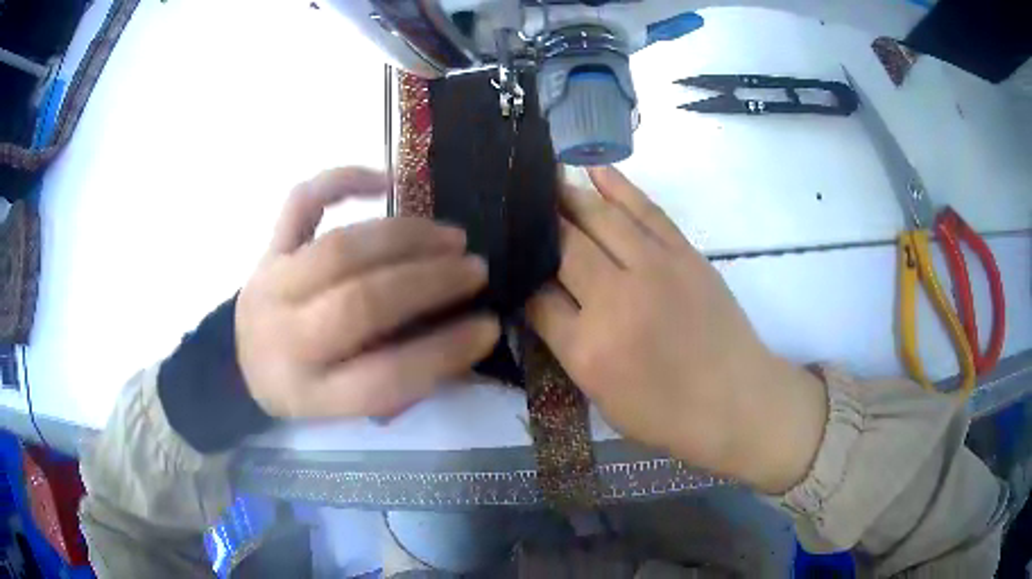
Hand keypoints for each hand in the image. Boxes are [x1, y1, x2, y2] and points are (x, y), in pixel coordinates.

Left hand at [236, 167, 499, 419]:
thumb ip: (402, 380)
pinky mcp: (268, 247)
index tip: (489, 326)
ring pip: (340, 249)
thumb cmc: (305, 387)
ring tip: (451, 237)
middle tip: (476, 269)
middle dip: (430, 282)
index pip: (384, 377)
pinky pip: (303, 202)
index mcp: (309, 392)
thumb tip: (464, 338)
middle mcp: (285, 338)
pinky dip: (344, 180)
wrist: (241, 362)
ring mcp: (271, 284)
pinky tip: (387, 181)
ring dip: (405, 238)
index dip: (444, 352)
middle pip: (360, 305)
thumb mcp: (347, 407)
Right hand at [527, 166, 826, 492]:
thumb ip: (568, 347)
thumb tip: (542, 300)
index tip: (511, 259)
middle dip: (537, 223)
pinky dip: (618, 186)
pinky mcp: (684, 254)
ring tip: (545, 180)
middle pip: (563, 246)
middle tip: (518, 204)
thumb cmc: (668, 414)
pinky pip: (645, 210)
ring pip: (600, 218)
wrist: (737, 400)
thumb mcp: (603, 398)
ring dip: (568, 195)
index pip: (537, 298)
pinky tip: (595, 169)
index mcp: (588, 349)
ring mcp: (654, 269)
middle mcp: (615, 299)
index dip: (521, 275)